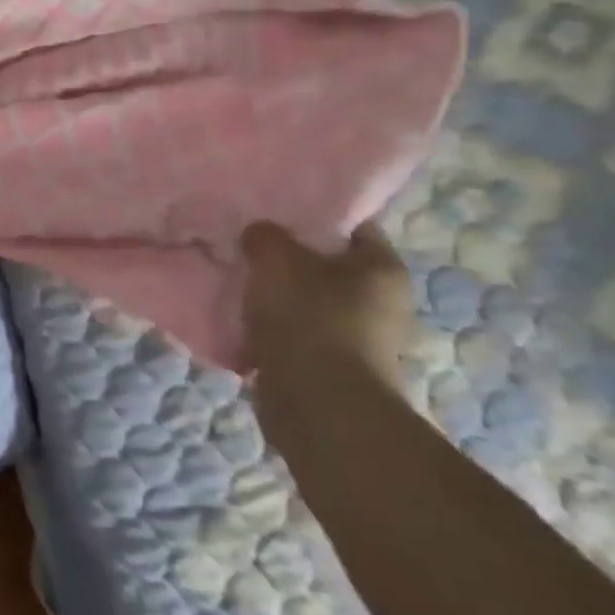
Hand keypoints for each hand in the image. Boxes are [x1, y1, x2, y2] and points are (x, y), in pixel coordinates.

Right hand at [240, 220, 415, 418]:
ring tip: (232, 282)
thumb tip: (260, 234)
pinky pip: (292, 334)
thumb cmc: (308, 318)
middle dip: (285, 258)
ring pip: (305, 301)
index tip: (271, 212)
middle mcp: (380, 302)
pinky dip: (267, 328)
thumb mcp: (276, 259)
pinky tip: (236, 320)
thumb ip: (265, 236)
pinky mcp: (329, 366)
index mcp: (382, 269)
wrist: (316, 403)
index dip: (311, 215)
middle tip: (244, 245)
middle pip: (324, 265)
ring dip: (272, 295)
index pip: (350, 226)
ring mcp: (356, 338)